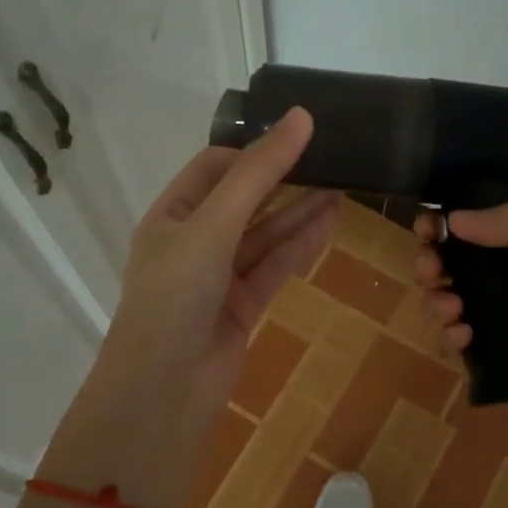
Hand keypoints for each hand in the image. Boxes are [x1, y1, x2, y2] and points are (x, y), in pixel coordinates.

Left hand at [44, 108, 336, 507]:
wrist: (165, 390)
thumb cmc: (176, 295)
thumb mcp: (214, 225)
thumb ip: (258, 173)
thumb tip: (301, 117)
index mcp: (170, 216)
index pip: (213, 168)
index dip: (253, 149)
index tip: (298, 135)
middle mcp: (192, 242)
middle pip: (243, 200)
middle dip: (282, 179)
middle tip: (330, 157)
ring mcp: (218, 277)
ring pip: (264, 236)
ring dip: (299, 212)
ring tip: (342, 185)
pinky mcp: (242, 307)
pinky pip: (274, 267)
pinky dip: (300, 246)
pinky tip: (330, 222)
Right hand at [414, 203, 507, 459]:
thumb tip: (453, 216)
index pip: (482, 231)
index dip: (449, 226)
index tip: (427, 228)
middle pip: (461, 270)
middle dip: (436, 265)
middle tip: (429, 269)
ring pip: (459, 309)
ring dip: (440, 302)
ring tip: (450, 310)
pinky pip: (472, 352)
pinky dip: (455, 342)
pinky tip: (461, 339)